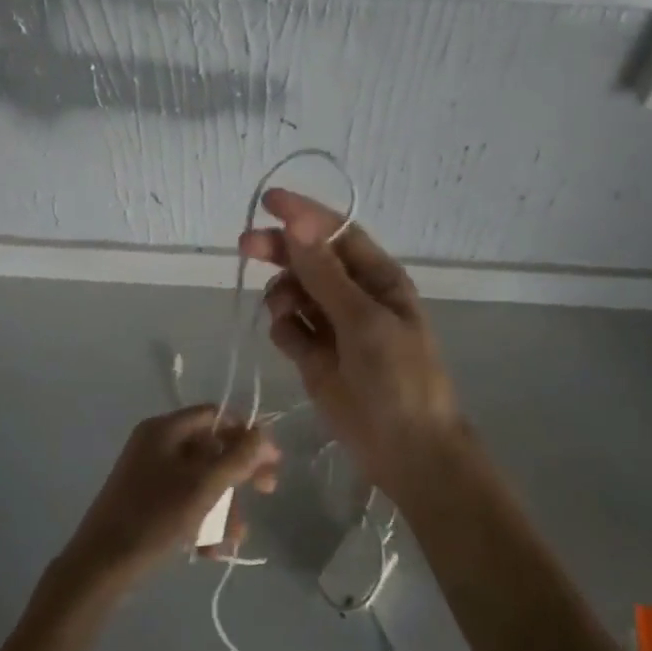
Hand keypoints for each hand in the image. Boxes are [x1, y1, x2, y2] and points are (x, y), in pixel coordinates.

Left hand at [59, 406, 279, 593]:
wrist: (100, 568)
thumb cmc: (154, 519)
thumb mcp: (203, 487)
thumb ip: (238, 458)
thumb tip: (263, 433)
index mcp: (164, 429)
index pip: (215, 416)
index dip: (246, 434)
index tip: (271, 460)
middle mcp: (156, 445)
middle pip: (211, 449)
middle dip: (238, 477)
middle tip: (267, 491)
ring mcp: (149, 475)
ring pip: (201, 481)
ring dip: (224, 508)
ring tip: (233, 539)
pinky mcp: (146, 503)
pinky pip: (185, 502)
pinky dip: (202, 522)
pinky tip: (210, 551)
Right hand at [239, 189, 463, 487]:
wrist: (405, 449)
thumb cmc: (398, 377)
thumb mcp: (364, 320)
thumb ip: (325, 274)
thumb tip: (297, 223)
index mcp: (378, 278)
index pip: (336, 233)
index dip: (305, 214)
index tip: (269, 201)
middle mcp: (354, 296)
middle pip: (308, 260)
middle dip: (280, 251)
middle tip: (246, 246)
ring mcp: (332, 327)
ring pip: (293, 293)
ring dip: (283, 296)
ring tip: (286, 315)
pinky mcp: (313, 356)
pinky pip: (288, 328)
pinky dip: (285, 330)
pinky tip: (295, 346)